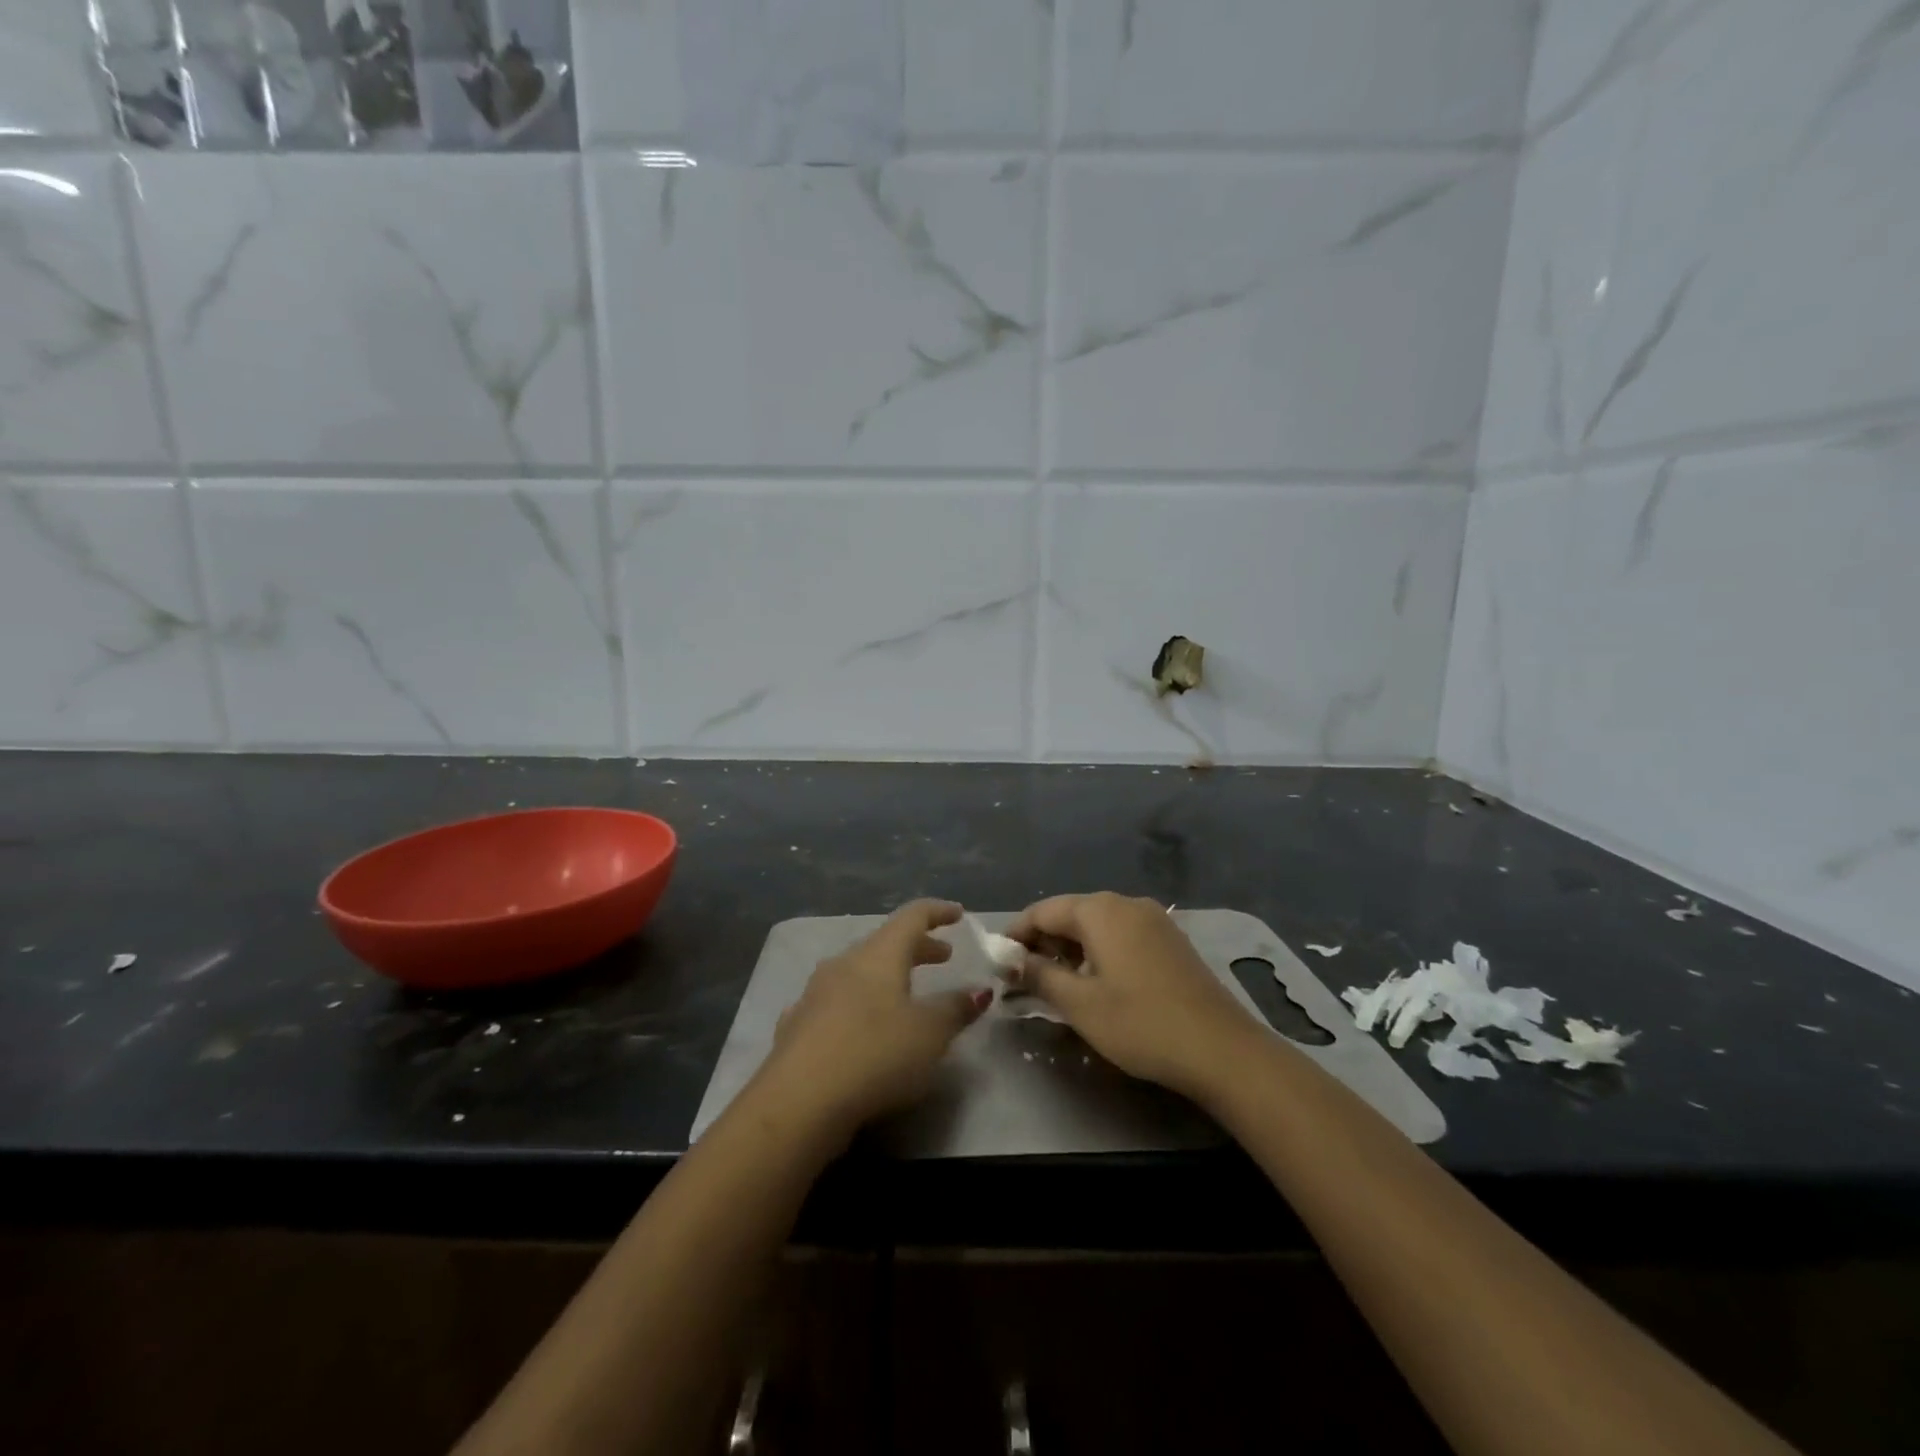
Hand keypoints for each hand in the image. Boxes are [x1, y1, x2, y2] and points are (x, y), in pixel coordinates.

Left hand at [758, 899, 989, 1136]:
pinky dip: (860, 1004)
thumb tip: (979, 990)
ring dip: (887, 977)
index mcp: (879, 954)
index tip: (958, 914)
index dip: (938, 912)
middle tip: (944, 957)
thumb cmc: (875, 1054)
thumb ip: (956, 1008)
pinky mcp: (797, 1025)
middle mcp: (844, 963)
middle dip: (918, 948)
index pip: (912, 917)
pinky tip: (861, 1025)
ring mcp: (815, 993)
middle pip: (885, 943)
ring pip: (859, 972)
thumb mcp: (930, 1033)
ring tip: (906, 994)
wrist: (798, 1101)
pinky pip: (836, 1002)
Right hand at [1006, 892, 1263, 1101]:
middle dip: (1044, 943)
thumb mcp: (1080, 1004)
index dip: (1016, 934)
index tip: (999, 963)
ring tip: (1056, 985)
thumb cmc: (1141, 1023)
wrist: (1221, 1049)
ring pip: (1097, 926)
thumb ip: (1040, 975)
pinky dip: (1099, 952)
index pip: (1043, 911)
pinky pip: (1121, 935)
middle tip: (1024, 979)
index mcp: (1100, 910)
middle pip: (1070, 914)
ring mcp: (1153, 919)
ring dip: (1071, 949)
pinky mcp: (1170, 940)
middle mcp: (1126, 903)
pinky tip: (1097, 983)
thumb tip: (1013, 961)